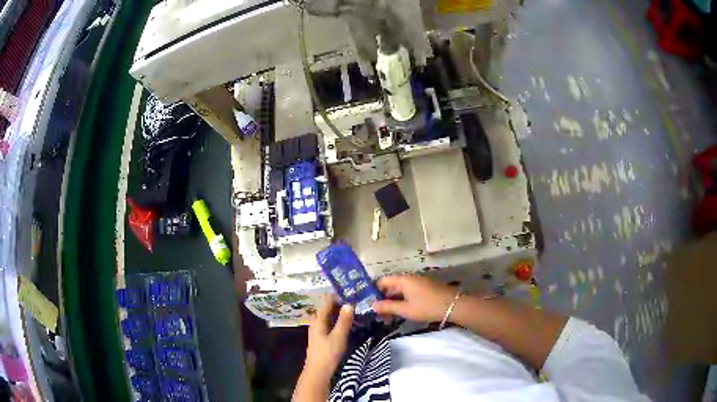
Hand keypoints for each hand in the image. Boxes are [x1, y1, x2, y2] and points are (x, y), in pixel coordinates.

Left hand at [303, 296, 354, 380]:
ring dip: (342, 311)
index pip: (327, 301)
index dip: (338, 294)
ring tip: (357, 306)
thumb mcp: (338, 337)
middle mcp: (317, 322)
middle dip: (342, 302)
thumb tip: (349, 303)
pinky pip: (332, 323)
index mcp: (318, 319)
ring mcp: (319, 329)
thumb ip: (344, 320)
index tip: (352, 289)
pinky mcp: (323, 337)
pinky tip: (350, 321)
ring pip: (331, 316)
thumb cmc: (327, 354)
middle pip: (329, 307)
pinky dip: (340, 320)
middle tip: (358, 297)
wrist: (318, 372)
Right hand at [372, 276, 456, 322]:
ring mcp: (418, 282)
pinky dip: (402, 301)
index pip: (382, 281)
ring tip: (388, 317)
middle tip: (378, 315)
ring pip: (399, 291)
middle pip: (391, 286)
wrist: (453, 305)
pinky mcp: (424, 288)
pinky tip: (401, 313)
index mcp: (402, 280)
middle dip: (383, 300)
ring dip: (393, 302)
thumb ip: (387, 307)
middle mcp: (409, 278)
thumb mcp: (405, 309)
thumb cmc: (426, 306)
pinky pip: (408, 293)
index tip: (369, 304)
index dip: (373, 292)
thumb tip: (372, 305)